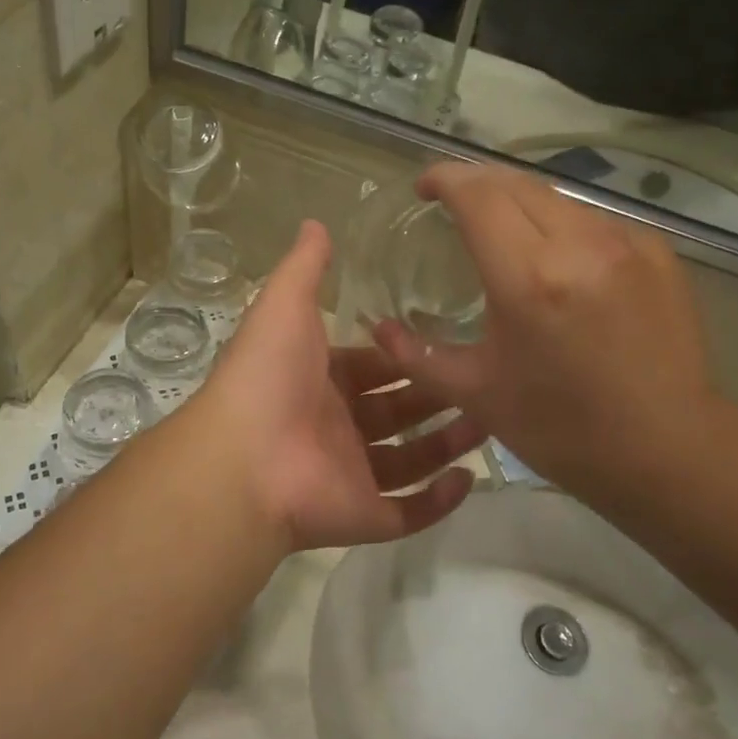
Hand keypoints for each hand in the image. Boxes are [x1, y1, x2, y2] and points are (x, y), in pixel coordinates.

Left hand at [195, 220, 482, 552]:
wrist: (245, 459)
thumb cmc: (270, 376)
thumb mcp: (285, 305)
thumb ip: (305, 267)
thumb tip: (316, 221)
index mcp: (318, 381)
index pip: (370, 366)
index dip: (404, 355)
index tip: (448, 340)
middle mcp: (335, 427)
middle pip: (396, 412)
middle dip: (437, 397)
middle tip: (485, 380)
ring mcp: (349, 475)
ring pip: (409, 460)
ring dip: (448, 444)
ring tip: (492, 421)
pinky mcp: (362, 517)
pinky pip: (408, 512)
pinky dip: (439, 501)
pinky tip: (471, 478)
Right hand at [371, 164, 721, 507]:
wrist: (668, 450)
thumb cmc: (562, 428)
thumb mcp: (477, 393)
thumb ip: (418, 354)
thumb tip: (377, 328)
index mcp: (528, 278)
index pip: (478, 195)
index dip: (445, 178)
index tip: (423, 187)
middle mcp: (580, 244)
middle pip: (516, 184)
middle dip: (477, 183)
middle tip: (453, 203)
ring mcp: (626, 243)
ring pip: (558, 198)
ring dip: (521, 204)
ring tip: (503, 234)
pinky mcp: (658, 252)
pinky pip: (595, 220)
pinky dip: (563, 227)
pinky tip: (559, 262)